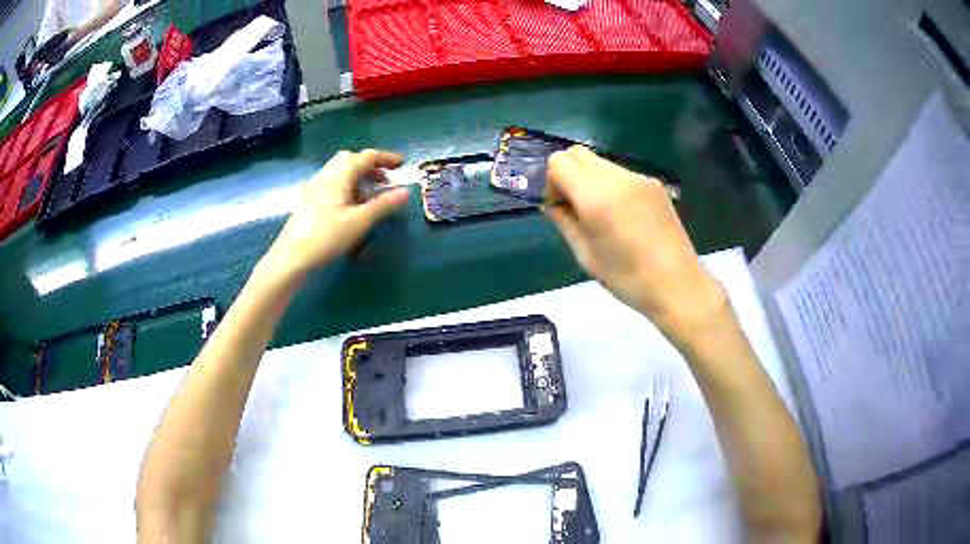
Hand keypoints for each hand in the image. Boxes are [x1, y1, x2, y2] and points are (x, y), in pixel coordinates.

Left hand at [257, 149, 408, 284]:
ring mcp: (313, 188)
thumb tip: (406, 192)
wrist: (291, 258)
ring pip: (339, 173)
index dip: (385, 158)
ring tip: (370, 196)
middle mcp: (325, 176)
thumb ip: (383, 205)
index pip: (366, 157)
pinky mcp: (307, 202)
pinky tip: (349, 208)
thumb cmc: (326, 236)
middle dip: (369, 166)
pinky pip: (331, 185)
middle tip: (384, 180)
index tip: (402, 164)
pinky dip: (346, 188)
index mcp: (338, 175)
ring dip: (358, 178)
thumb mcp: (359, 222)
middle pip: (349, 160)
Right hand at [544, 146, 726, 344]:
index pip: (558, 162)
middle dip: (569, 174)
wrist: (677, 284)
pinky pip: (621, 174)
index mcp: (595, 197)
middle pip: (578, 154)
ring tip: (602, 214)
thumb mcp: (585, 255)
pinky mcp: (654, 184)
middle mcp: (616, 177)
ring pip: (601, 163)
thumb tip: (550, 202)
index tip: (558, 206)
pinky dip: (612, 186)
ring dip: (591, 180)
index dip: (551, 181)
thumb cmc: (627, 278)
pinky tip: (624, 216)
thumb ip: (564, 221)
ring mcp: (639, 178)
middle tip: (575, 206)